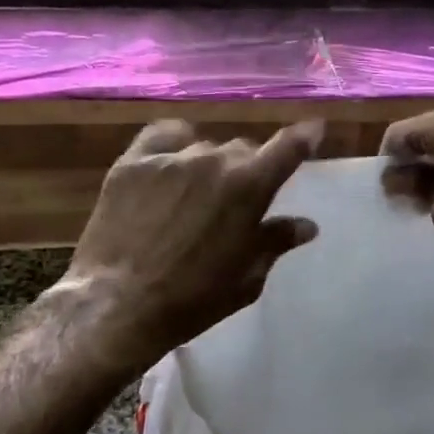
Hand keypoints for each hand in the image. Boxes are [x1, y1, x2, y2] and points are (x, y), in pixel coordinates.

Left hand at [59, 119, 322, 366]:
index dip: (304, 136)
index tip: (314, 127)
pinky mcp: (132, 162)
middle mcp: (213, 160)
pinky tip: (169, 165)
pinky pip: (162, 137)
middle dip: (245, 170)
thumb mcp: (246, 279)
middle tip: (234, 201)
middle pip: (241, 150)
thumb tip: (305, 225)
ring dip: (208, 166)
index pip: (287, 149)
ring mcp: (170, 158)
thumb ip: (275, 243)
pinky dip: (173, 146)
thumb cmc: (193, 300)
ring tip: (193, 195)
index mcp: (249, 187)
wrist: (119, 305)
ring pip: (203, 147)